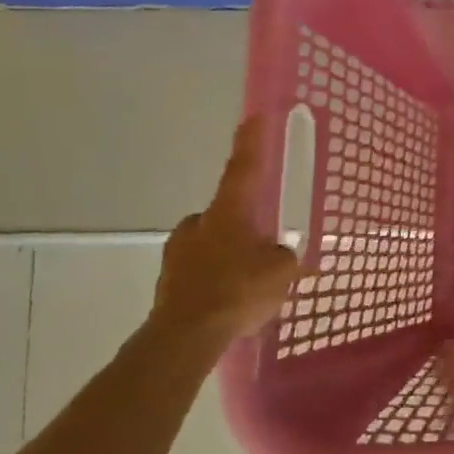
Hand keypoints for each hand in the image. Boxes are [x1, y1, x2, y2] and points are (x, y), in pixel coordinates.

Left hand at [149, 118, 301, 345]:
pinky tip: (232, 303)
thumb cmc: (238, 291)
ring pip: (212, 244)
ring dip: (230, 255)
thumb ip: (286, 257)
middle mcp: (198, 224)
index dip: (251, 143)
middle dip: (244, 226)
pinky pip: (201, 272)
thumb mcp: (281, 271)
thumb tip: (282, 254)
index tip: (253, 116)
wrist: (185, 336)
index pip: (243, 168)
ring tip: (251, 284)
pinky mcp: (168, 282)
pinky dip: (217, 280)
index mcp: (228, 213)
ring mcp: (177, 253)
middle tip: (265, 247)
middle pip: (226, 214)